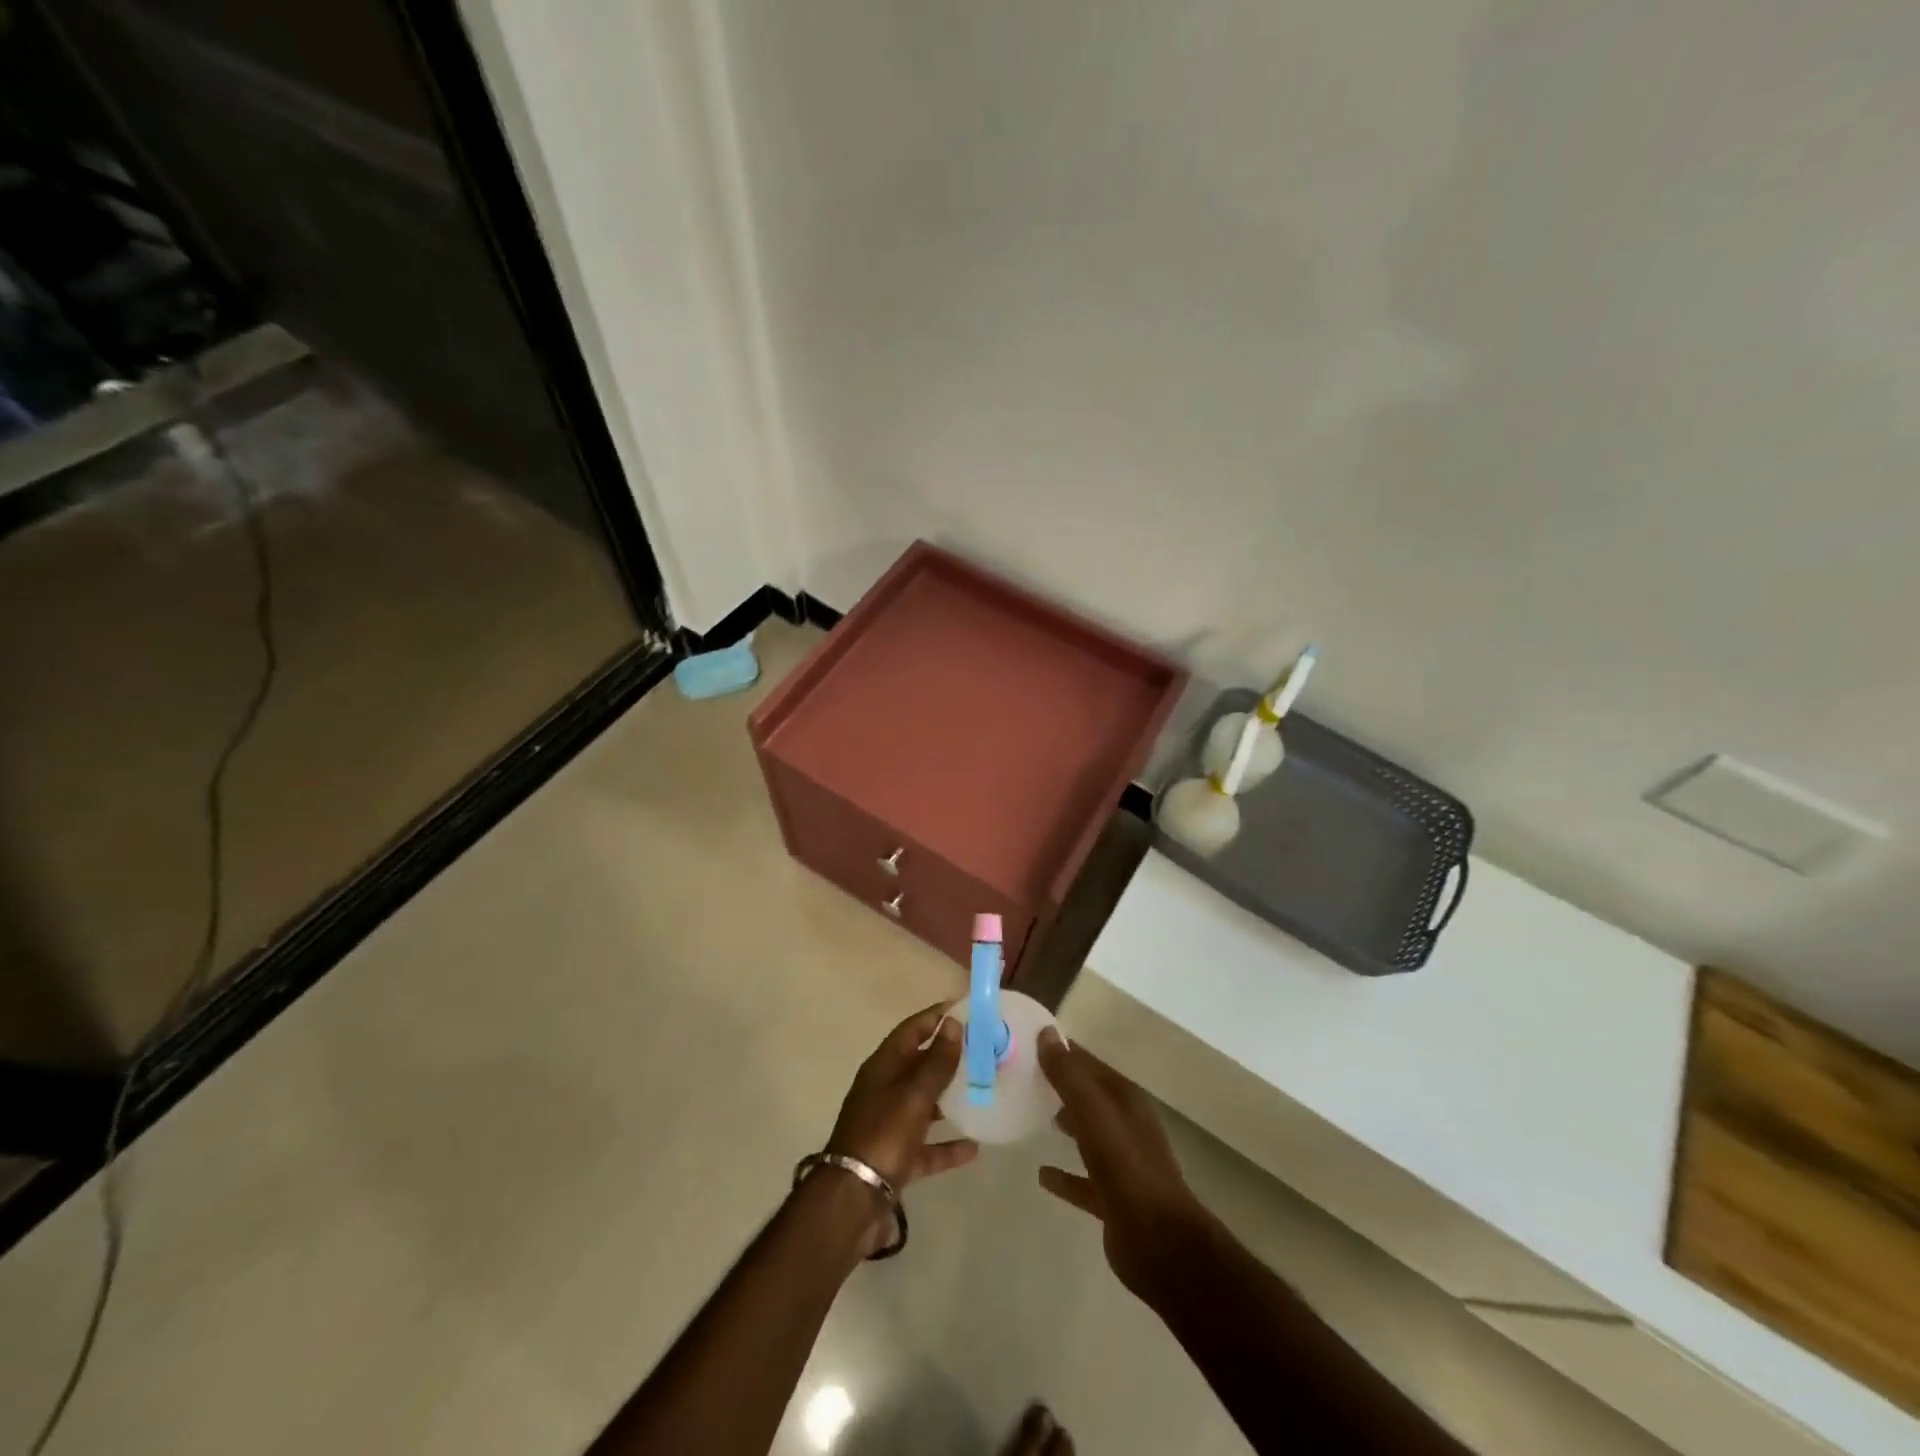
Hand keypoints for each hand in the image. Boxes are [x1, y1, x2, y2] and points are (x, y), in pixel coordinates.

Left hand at [824, 1003, 978, 1251]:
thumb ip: (936, 1063)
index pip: (911, 1030)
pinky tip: (974, 1147)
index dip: (935, 1017)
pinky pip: (926, 1147)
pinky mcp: (895, 1159)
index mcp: (882, 1068)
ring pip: (923, 1104)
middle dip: (947, 1057)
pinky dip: (946, 1146)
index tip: (963, 1007)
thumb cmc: (883, 1136)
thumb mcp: (913, 1095)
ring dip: (948, 1098)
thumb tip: (953, 1024)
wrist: (852, 1201)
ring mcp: (888, 1126)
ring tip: (980, 1091)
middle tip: (981, 1050)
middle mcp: (883, 1091)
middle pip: (918, 1065)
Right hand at [1036, 1027, 1209, 1301]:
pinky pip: (1083, 1180)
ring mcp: (1122, 1164)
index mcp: (1125, 1100)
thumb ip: (1068, 1075)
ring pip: (1088, 1134)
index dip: (1062, 1051)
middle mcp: (1126, 1125)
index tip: (1028, 1043)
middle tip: (1023, 1076)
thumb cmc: (1126, 1167)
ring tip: (1032, 1114)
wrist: (1160, 1242)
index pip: (1089, 1064)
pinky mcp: (1114, 1199)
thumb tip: (1047, 1034)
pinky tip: (1042, 1175)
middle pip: (1089, 1097)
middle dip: (1061, 1085)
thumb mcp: (1093, 1113)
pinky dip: (1064, 1175)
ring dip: (1065, 1123)